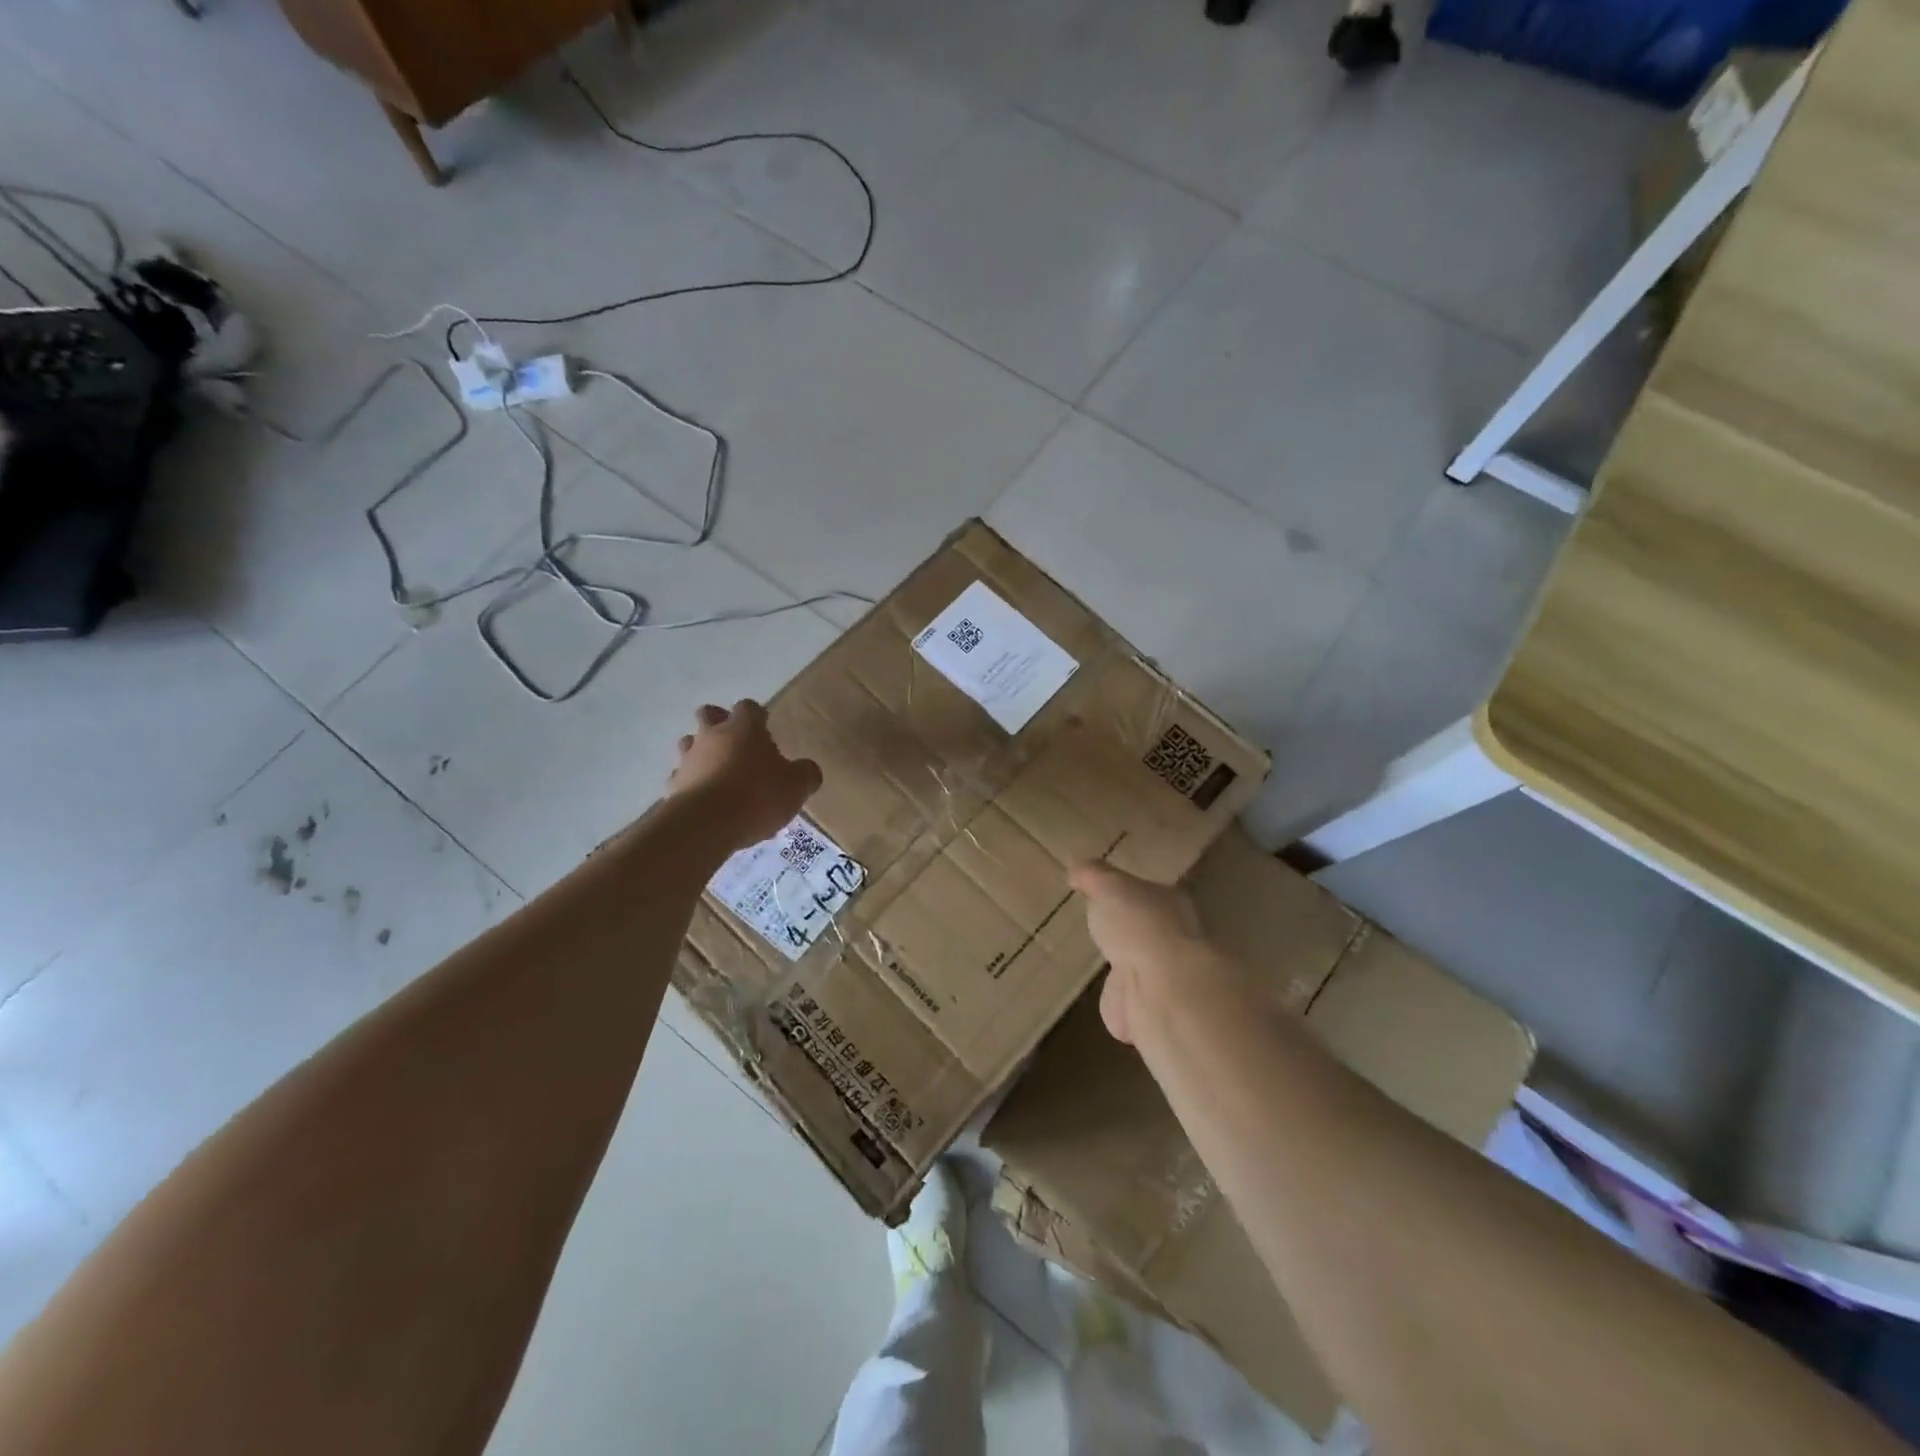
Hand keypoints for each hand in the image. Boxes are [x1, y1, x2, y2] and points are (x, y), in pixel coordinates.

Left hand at [667, 700, 822, 852]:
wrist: (705, 825)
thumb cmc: (757, 796)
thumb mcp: (797, 786)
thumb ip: (806, 774)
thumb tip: (808, 770)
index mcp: (744, 728)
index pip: (748, 707)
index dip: (757, 716)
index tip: (765, 727)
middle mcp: (712, 736)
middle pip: (709, 715)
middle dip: (719, 723)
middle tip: (736, 744)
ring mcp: (688, 760)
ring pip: (689, 744)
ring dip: (702, 753)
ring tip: (718, 774)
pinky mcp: (673, 787)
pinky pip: (682, 778)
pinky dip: (692, 784)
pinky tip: (705, 801)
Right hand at [1069, 861, 1206, 1044]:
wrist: (1162, 988)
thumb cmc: (1138, 924)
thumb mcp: (1108, 886)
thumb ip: (1093, 875)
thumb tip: (1077, 867)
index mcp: (1168, 902)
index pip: (1149, 893)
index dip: (1130, 893)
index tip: (1109, 895)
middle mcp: (1175, 938)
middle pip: (1148, 932)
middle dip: (1130, 934)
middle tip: (1105, 932)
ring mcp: (1167, 977)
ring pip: (1142, 970)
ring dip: (1126, 972)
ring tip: (1105, 968)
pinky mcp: (1154, 1011)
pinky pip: (1130, 1004)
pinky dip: (1119, 1004)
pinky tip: (1108, 998)